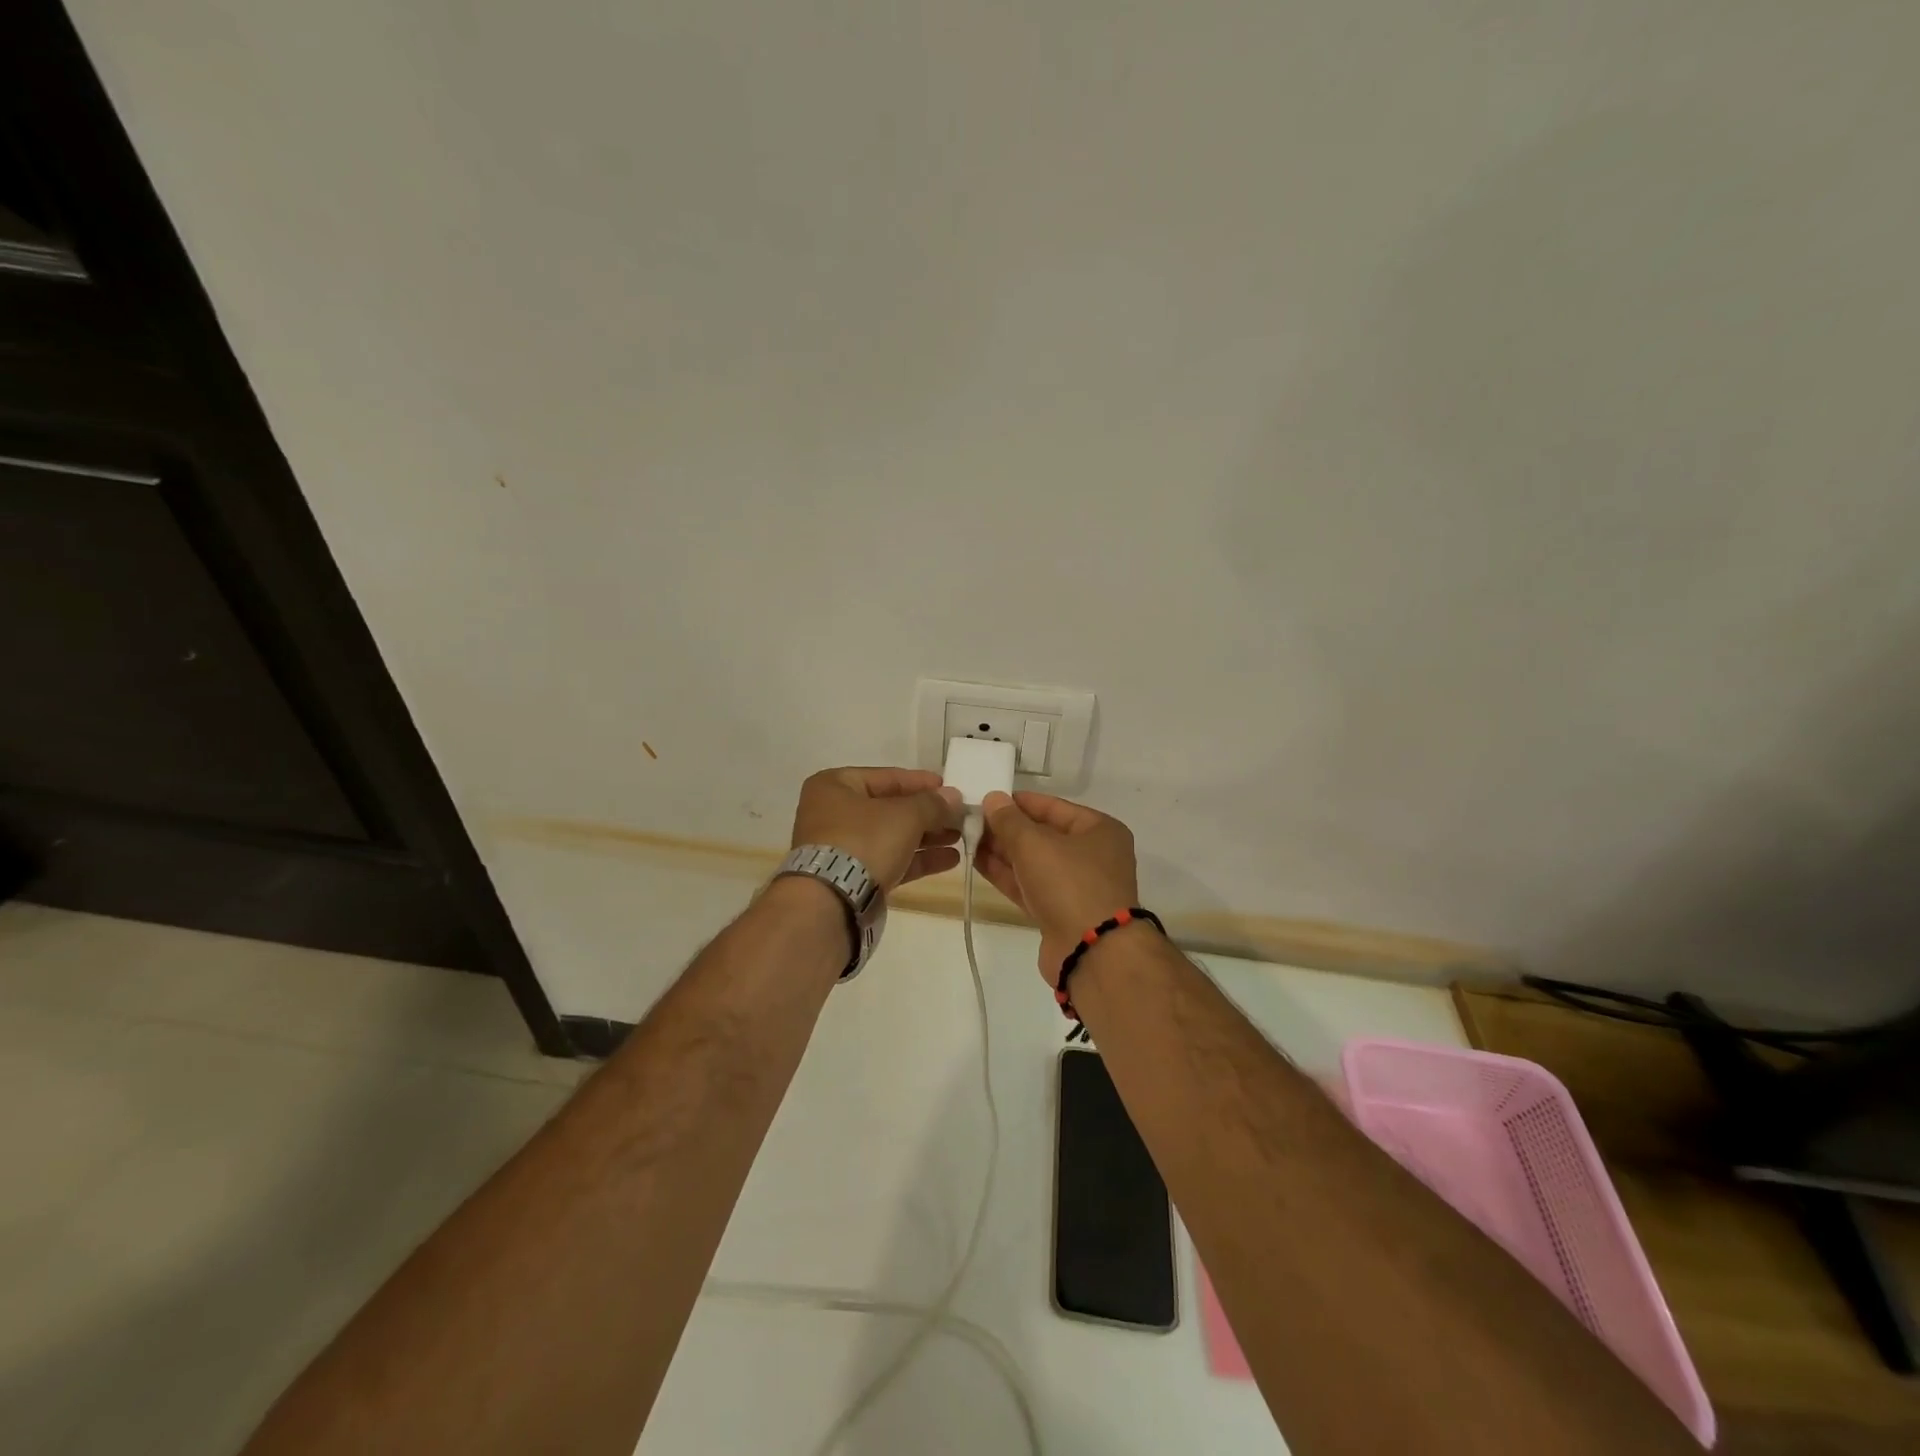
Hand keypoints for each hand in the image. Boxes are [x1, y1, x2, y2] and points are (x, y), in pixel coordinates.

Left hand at [790, 767, 962, 890]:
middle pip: (890, 807)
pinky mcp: (853, 877)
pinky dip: (917, 859)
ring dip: (927, 837)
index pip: (887, 777)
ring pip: (892, 836)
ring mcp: (842, 847)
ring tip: (960, 838)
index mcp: (835, 785)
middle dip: (928, 813)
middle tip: (959, 816)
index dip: (921, 782)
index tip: (950, 787)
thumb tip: (954, 797)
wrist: (832, 900)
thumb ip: (933, 804)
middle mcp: (834, 812)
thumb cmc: (864, 840)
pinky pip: (890, 860)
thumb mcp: (905, 815)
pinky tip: (950, 860)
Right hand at [974, 790, 1139, 982]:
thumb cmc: (1069, 884)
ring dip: (1002, 852)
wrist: (1091, 952)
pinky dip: (1007, 875)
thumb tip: (993, 799)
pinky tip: (978, 863)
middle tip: (971, 819)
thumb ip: (1009, 820)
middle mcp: (1092, 855)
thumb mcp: (1034, 844)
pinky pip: (1030, 885)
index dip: (1019, 802)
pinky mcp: (1060, 913)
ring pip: (1034, 862)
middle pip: (1043, 834)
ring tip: (968, 838)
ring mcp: (1076, 886)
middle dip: (1007, 828)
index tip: (988, 798)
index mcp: (1099, 830)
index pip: (1053, 806)